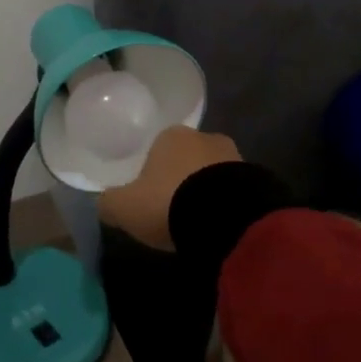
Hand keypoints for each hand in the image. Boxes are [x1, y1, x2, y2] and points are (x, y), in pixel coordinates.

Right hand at [99, 126, 241, 250]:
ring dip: (205, 192)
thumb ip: (109, 202)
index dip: (151, 173)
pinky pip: (233, 192)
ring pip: (212, 174)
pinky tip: (217, 226)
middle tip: (172, 211)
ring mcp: (235, 157)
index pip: (157, 148)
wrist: (225, 219)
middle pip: (186, 159)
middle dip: (180, 180)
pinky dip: (224, 205)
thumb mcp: (124, 207)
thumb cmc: (168, 203)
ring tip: (197, 222)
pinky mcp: (257, 180)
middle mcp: (204, 137)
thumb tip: (103, 203)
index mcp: (171, 135)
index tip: (149, 197)